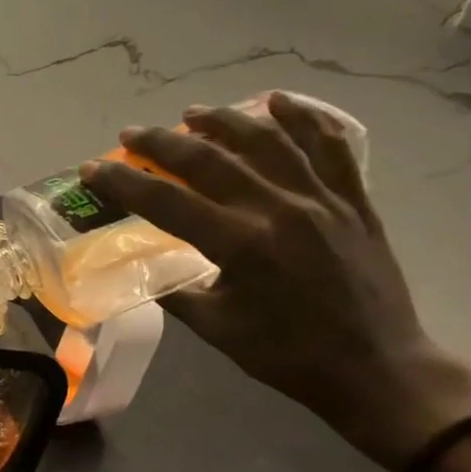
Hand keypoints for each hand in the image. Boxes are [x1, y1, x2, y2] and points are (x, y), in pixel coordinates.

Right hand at [82, 95, 470, 468]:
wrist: (377, 369)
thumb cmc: (288, 356)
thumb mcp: (218, 330)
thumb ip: (176, 293)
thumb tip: (144, 269)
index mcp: (240, 245)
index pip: (166, 201)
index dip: (123, 182)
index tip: (93, 168)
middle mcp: (278, 209)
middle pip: (209, 159)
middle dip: (162, 143)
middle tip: (131, 134)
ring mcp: (321, 199)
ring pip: (267, 140)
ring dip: (223, 121)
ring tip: (193, 113)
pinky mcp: (353, 200)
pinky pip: (329, 146)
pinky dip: (303, 119)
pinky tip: (278, 102)